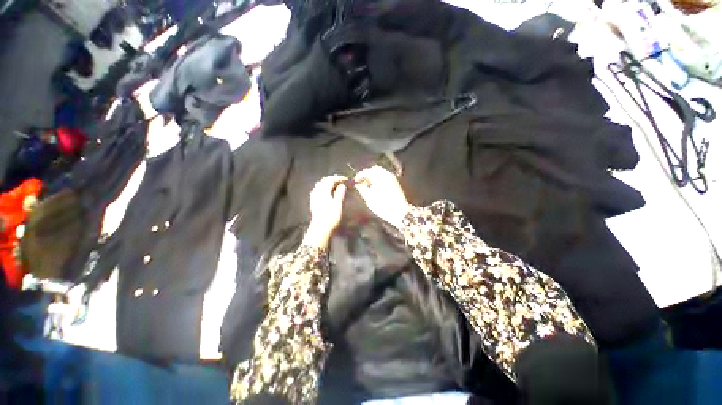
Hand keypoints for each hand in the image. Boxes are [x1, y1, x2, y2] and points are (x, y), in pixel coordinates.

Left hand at [303, 175, 347, 248]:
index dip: (339, 178)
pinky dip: (324, 188)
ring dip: (328, 183)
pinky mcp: (313, 201)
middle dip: (333, 179)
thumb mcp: (338, 205)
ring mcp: (314, 196)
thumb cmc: (331, 217)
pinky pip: (318, 190)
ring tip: (336, 185)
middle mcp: (317, 192)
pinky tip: (327, 192)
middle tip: (342, 181)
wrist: (320, 229)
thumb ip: (340, 193)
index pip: (331, 180)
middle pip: (325, 181)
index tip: (347, 179)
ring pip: (320, 185)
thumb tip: (342, 185)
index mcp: (324, 191)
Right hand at [354, 166, 411, 228]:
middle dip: (367, 174)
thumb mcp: (368, 198)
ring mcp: (393, 178)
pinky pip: (386, 177)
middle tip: (362, 182)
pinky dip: (380, 180)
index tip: (355, 180)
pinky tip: (377, 188)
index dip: (360, 175)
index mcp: (380, 176)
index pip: (367, 171)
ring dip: (374, 177)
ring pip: (381, 173)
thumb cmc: (383, 206)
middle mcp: (387, 174)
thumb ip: (362, 188)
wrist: (400, 212)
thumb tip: (358, 184)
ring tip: (369, 186)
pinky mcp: (397, 183)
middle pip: (375, 170)